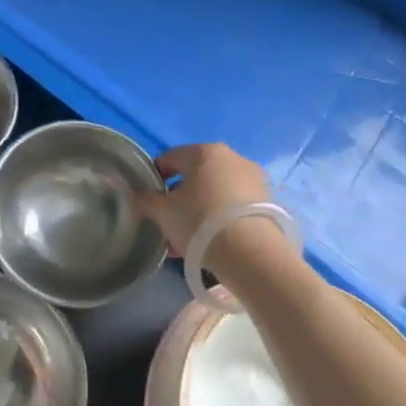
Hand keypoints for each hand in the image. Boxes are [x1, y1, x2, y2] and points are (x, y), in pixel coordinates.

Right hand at [133, 143, 284, 274]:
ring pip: (215, 191)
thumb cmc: (199, 222)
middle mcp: (231, 157)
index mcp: (203, 152)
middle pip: (195, 175)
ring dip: (200, 209)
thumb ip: (145, 200)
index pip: (170, 158)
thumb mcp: (162, 212)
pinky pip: (234, 204)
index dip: (155, 177)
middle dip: (180, 197)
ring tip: (188, 239)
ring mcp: (253, 178)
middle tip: (169, 222)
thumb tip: (137, 195)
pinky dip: (220, 217)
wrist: (251, 253)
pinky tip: (211, 241)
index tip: (149, 200)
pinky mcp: (267, 200)